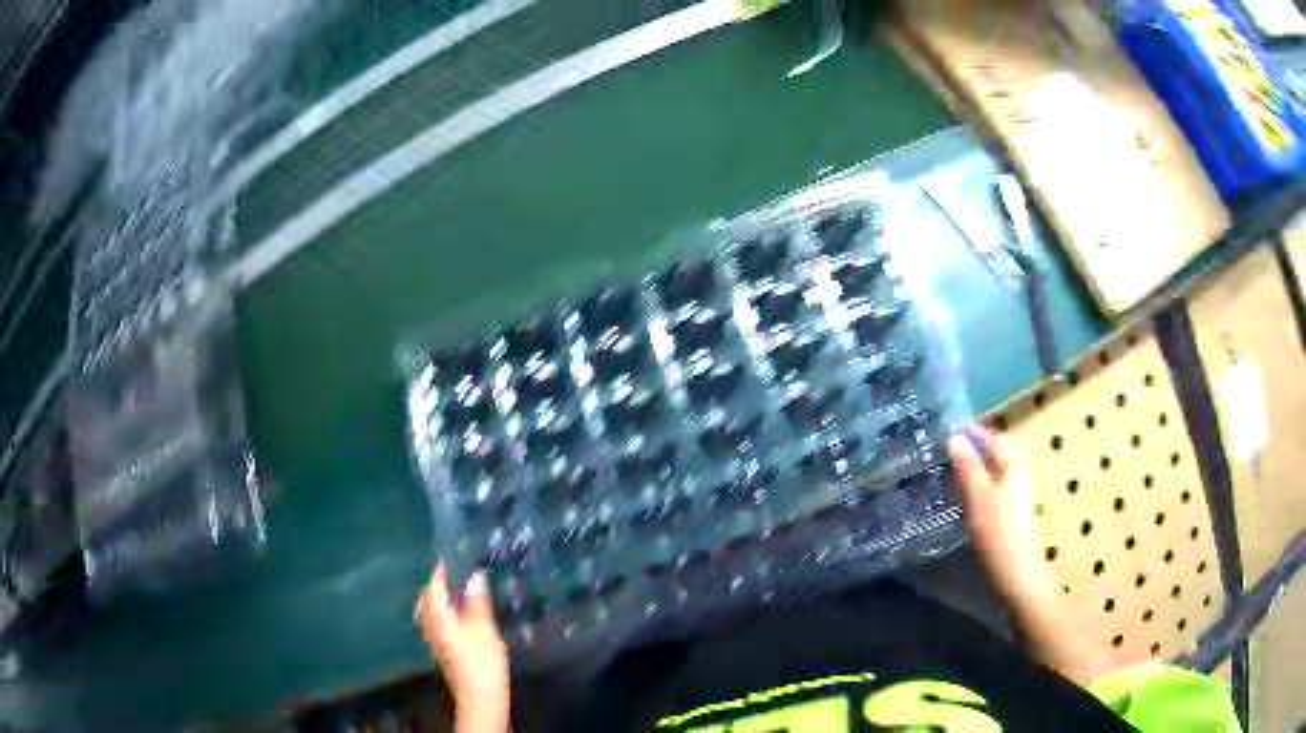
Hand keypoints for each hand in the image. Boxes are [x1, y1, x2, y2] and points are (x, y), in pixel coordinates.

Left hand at [416, 566, 509, 730]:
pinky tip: (459, 615)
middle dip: (437, 585)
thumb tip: (474, 576)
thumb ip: (477, 602)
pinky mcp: (441, 649)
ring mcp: (433, 639)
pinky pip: (435, 622)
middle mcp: (429, 624)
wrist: (479, 695)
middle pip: (427, 599)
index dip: (440, 572)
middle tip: (454, 573)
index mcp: (437, 616)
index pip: (433, 587)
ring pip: (429, 611)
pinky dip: (443, 613)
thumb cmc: (482, 659)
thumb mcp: (484, 628)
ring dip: (439, 600)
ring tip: (457, 592)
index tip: (452, 558)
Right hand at [948, 426, 1118, 682]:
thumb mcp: (977, 496)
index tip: (939, 436)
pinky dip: (977, 484)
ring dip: (972, 468)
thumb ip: (967, 465)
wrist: (1016, 573)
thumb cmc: (997, 532)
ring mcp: (1018, 488)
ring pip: (992, 468)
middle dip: (968, 450)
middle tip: (939, 455)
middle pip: (992, 450)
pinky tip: (962, 496)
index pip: (988, 435)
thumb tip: (954, 436)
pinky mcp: (1013, 507)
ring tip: (945, 474)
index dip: (966, 434)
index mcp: (1014, 459)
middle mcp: (1020, 468)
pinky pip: (993, 484)